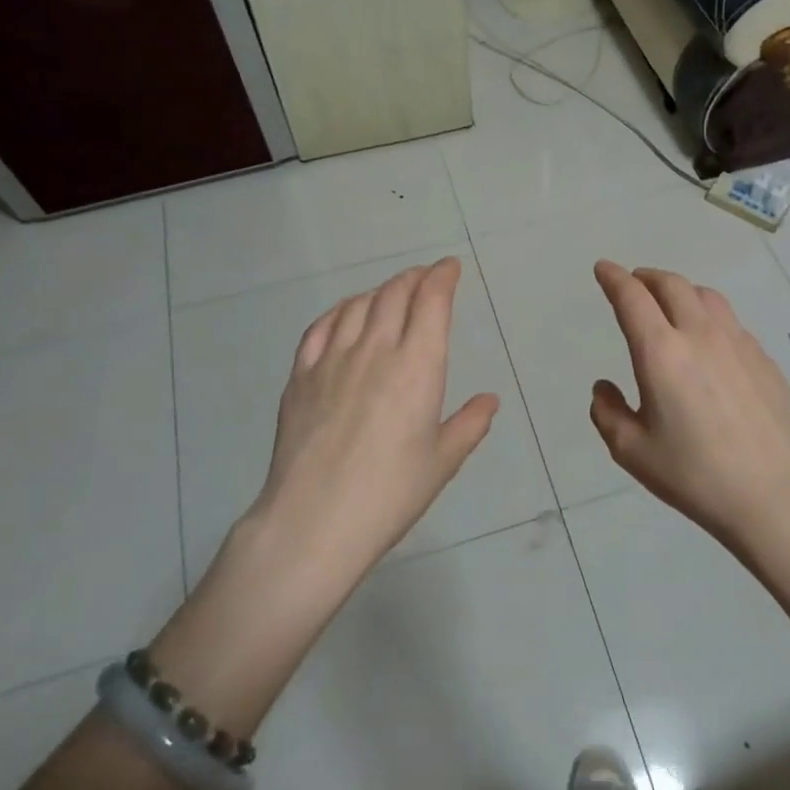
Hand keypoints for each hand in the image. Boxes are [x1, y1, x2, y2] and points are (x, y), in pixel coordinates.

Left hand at [151, 259, 498, 730]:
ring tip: (391, 294)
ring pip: (358, 305)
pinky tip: (346, 315)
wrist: (314, 522)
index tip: (450, 268)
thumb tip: (488, 400)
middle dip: (414, 278)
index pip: (431, 302)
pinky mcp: (300, 377)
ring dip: (380, 291)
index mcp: (418, 367)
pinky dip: (340, 311)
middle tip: (425, 278)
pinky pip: (320, 327)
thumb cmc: (390, 494)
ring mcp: (332, 360)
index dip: (442, 277)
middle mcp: (376, 350)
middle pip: (395, 294)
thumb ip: (470, 424)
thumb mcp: (442, 462)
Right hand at [589, 261, 789, 548]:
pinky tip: (710, 342)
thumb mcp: (632, 451)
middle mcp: (700, 334)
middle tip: (634, 283)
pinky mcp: (763, 359)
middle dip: (647, 277)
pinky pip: (731, 322)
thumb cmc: (694, 474)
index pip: (632, 298)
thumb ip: (607, 413)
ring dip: (681, 291)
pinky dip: (709, 317)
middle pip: (672, 284)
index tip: (603, 268)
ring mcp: (738, 343)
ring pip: (706, 296)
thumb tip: (604, 388)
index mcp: (661, 352)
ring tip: (672, 304)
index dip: (614, 278)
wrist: (773, 493)